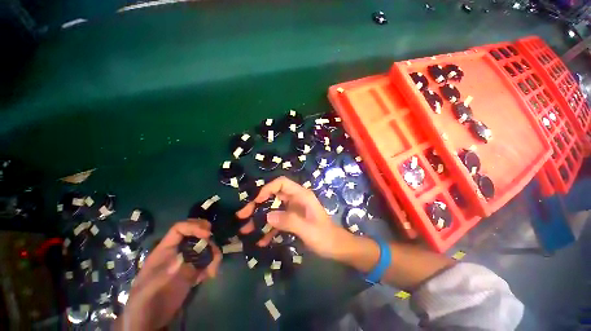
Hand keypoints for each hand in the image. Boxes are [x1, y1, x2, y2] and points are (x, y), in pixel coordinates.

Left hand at [114, 219, 221, 330]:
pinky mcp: (195, 270)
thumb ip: (162, 276)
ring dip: (214, 254)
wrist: (150, 321)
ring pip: (206, 246)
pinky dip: (213, 264)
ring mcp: (187, 260)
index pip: (179, 229)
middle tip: (213, 249)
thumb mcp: (147, 292)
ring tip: (213, 271)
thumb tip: (182, 259)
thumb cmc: (144, 305)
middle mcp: (178, 251)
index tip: (207, 235)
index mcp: (164, 251)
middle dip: (208, 238)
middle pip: (196, 233)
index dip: (194, 227)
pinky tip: (210, 276)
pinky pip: (209, 260)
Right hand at [236, 176, 346, 258]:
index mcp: (301, 195)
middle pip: (274, 196)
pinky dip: (269, 229)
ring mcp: (293, 210)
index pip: (281, 183)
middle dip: (258, 205)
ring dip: (260, 218)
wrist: (337, 248)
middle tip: (243, 216)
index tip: (256, 201)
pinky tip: (261, 241)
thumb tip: (267, 215)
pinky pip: (278, 221)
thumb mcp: (308, 230)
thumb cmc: (325, 236)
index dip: (268, 189)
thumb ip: (289, 221)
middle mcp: (296, 199)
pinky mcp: (292, 220)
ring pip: (273, 209)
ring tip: (246, 230)